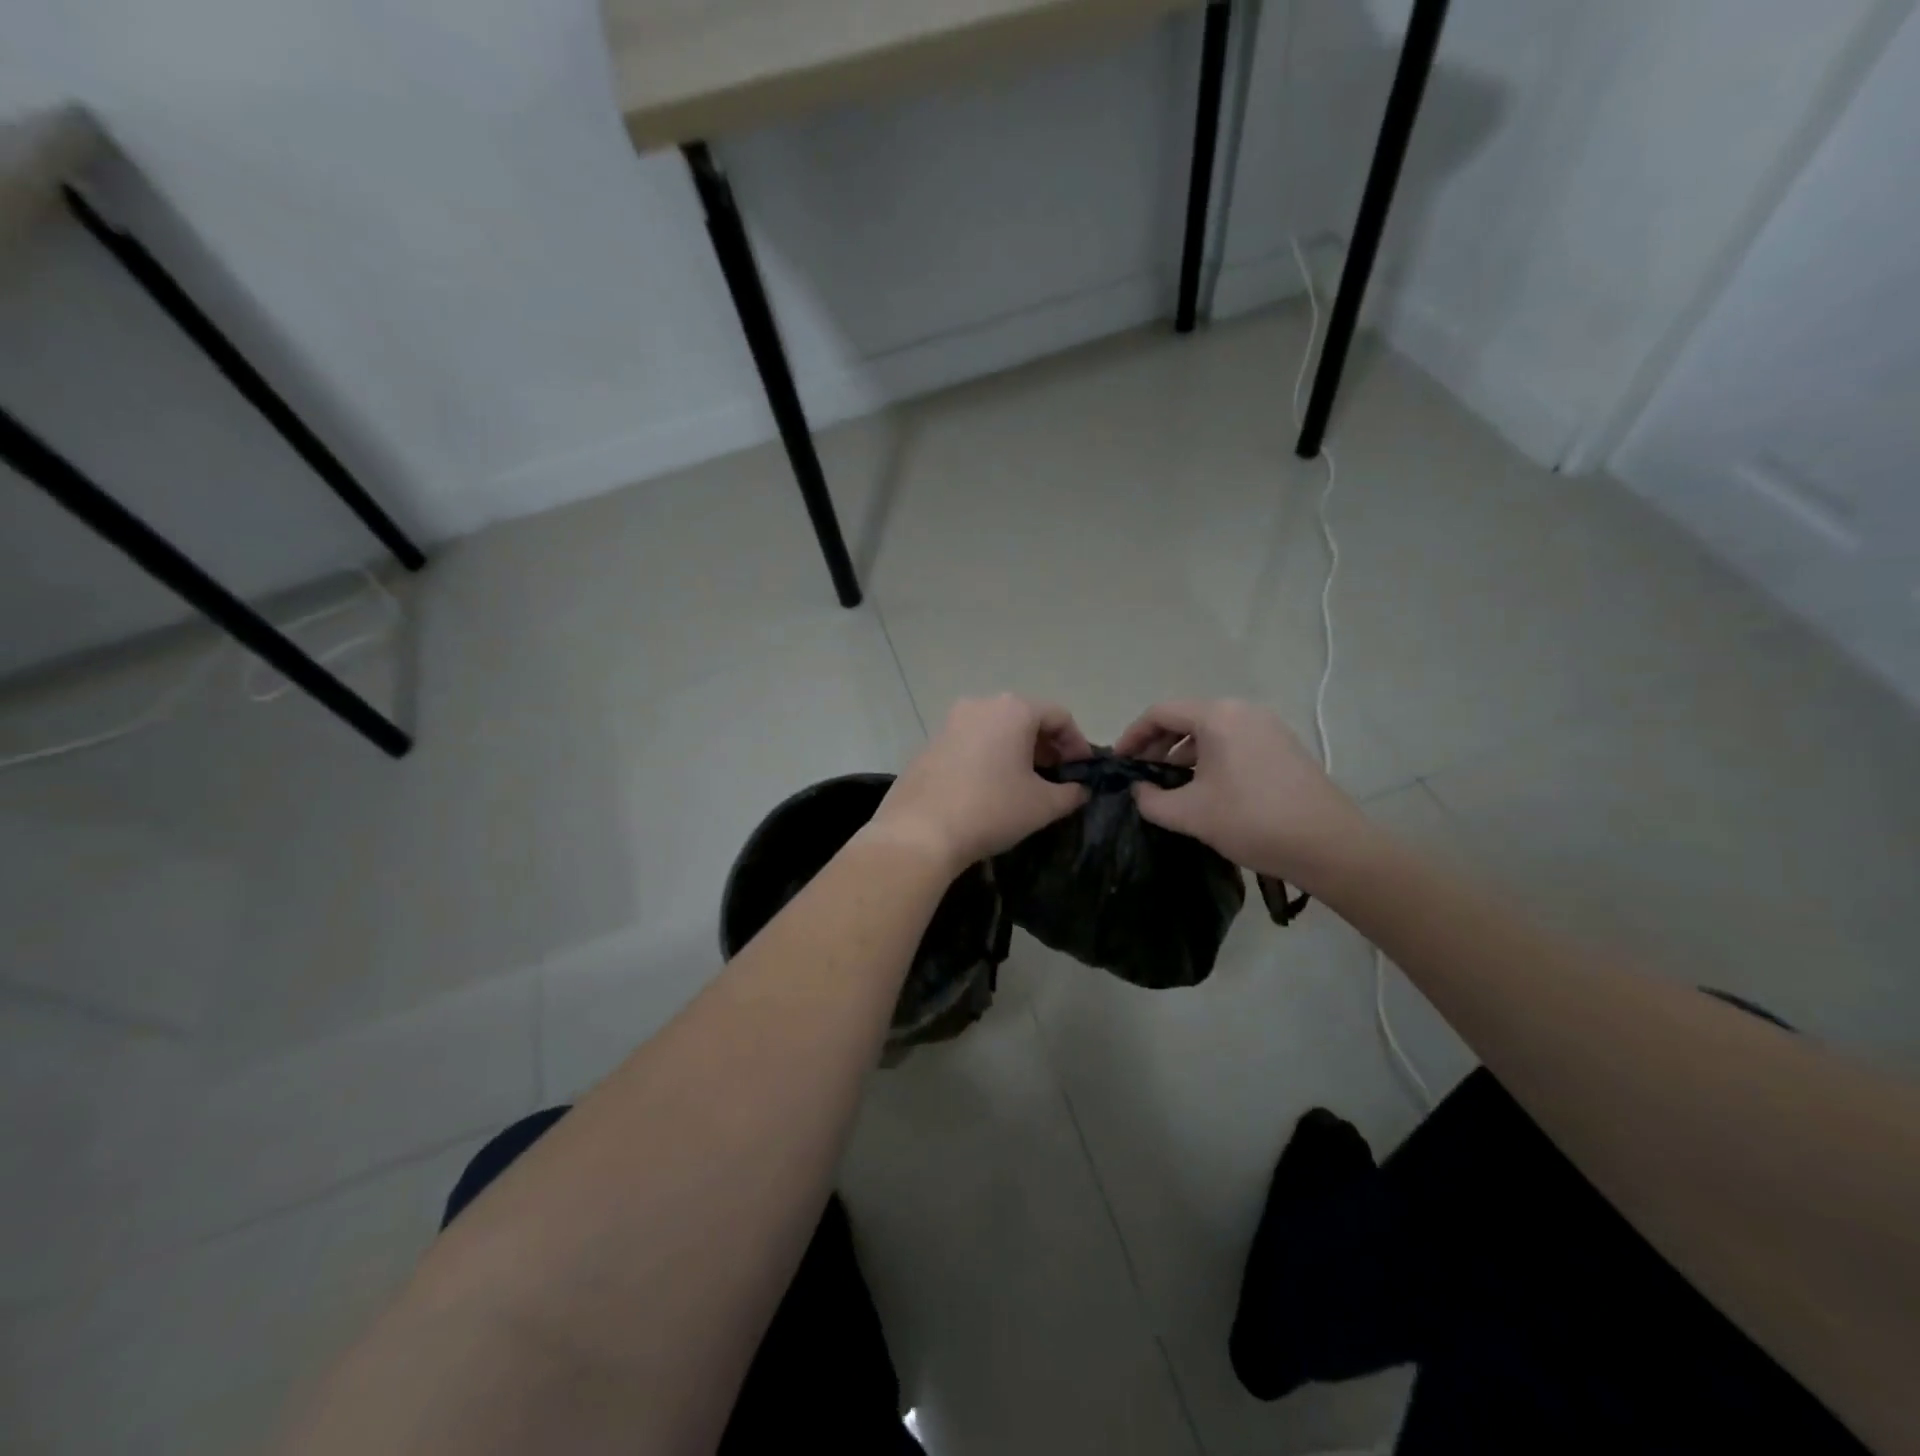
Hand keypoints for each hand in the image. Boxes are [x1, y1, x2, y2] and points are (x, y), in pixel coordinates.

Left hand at [867, 695, 1091, 873]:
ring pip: (997, 729)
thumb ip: (1071, 793)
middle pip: (1026, 718)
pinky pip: (972, 741)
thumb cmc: (991, 810)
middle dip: (1047, 746)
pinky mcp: (930, 742)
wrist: (919, 832)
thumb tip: (1080, 790)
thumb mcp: (1042, 805)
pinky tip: (991, 787)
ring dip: (1018, 751)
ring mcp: (950, 722)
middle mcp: (980, 705)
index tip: (1083, 772)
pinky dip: (990, 756)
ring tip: (1026, 784)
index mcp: (1013, 710)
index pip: (1059, 716)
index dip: (1078, 744)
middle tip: (1058, 778)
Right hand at [1115, 698, 1370, 890]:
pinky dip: (1210, 760)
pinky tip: (1206, 791)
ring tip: (1171, 788)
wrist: (1329, 845)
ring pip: (1210, 733)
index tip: (1118, 763)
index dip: (1132, 736)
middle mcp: (1244, 711)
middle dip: (1157, 746)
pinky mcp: (1283, 747)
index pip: (1160, 713)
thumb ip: (1150, 799)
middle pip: (1186, 719)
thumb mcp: (1189, 814)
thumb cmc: (1252, 821)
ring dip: (1183, 755)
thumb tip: (1139, 790)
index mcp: (1218, 716)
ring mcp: (1268, 727)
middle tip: (1141, 777)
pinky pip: (1234, 743)